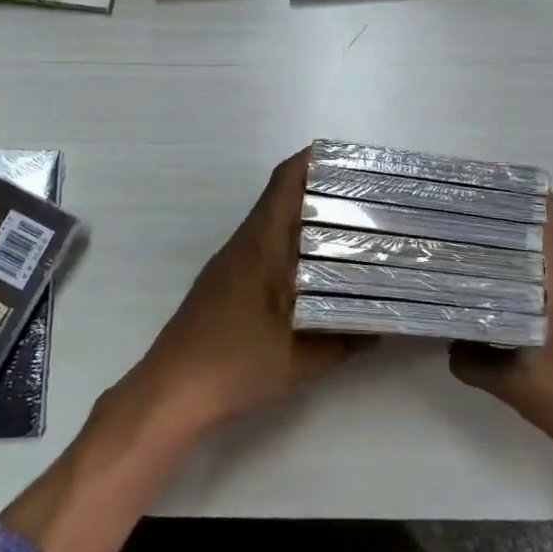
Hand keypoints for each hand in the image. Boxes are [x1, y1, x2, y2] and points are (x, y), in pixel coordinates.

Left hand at [126, 147, 361, 430]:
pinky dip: (292, 244)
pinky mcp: (224, 283)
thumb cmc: (235, 364)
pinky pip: (264, 246)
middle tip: (366, 196)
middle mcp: (244, 243)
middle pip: (282, 196)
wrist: (170, 393)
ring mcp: (230, 263)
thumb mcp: (302, 359)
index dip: (315, 159)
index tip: (351, 158)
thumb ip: (345, 340)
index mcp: (261, 244)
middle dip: (322, 189)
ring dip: (307, 217)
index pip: (285, 181)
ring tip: (351, 228)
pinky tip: (315, 270)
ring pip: (273, 222)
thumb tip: (383, 324)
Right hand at [450, 193, 552, 479]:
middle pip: (536, 233)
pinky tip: (490, 302)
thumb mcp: (517, 386)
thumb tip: (448, 344)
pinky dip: (517, 283)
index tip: (478, 189)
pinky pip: (544, 287)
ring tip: (462, 256)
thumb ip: (474, 363)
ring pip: (538, 262)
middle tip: (453, 223)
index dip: (516, 193)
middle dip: (497, 223)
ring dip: (506, 255)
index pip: (548, 214)